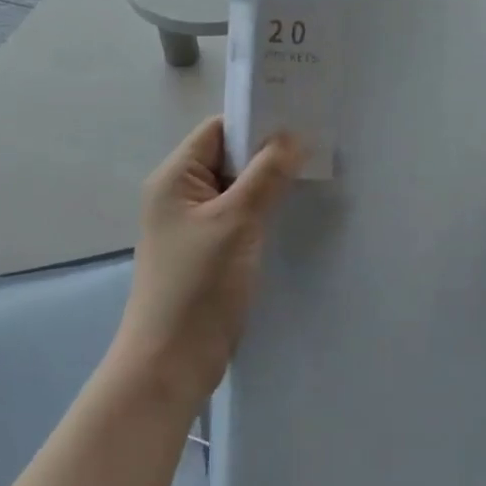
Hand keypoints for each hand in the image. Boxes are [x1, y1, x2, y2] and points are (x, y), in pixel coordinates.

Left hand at [113, 117, 301, 407]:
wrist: (170, 365)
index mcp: (175, 178)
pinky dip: (261, 210)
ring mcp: (192, 224)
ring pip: (236, 188)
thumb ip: (266, 175)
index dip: (255, 122)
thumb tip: (291, 135)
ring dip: (267, 184)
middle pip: (228, 157)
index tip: (299, 120)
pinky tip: (290, 214)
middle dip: (267, 153)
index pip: (218, 129)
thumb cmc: (198, 286)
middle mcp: (179, 194)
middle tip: (314, 148)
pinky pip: (237, 215)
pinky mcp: (206, 251)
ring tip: (310, 177)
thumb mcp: (237, 222)